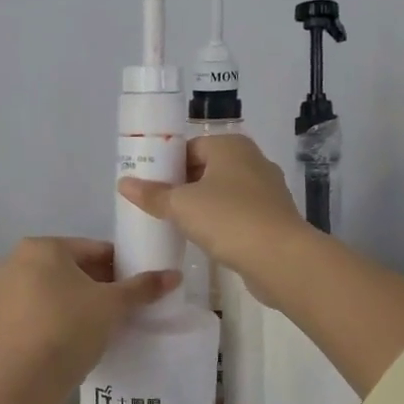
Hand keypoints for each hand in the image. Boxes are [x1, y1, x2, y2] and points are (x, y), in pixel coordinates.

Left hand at [0, 237, 177, 398]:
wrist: (30, 378)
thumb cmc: (72, 327)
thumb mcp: (112, 305)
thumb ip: (142, 287)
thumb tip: (175, 275)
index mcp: (42, 247)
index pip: (93, 249)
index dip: (120, 266)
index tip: (138, 284)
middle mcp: (17, 259)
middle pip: (72, 266)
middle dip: (99, 282)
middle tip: (125, 303)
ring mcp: (5, 288)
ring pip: (55, 286)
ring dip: (80, 297)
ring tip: (106, 319)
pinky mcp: (2, 316)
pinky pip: (40, 304)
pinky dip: (60, 311)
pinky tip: (80, 330)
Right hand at [117, 135, 307, 306]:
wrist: (280, 257)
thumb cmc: (227, 219)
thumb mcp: (181, 205)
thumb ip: (152, 194)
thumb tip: (123, 183)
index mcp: (231, 146)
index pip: (191, 147)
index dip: (167, 165)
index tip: (149, 186)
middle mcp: (252, 161)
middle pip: (207, 169)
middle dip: (183, 186)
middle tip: (157, 207)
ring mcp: (267, 190)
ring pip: (224, 193)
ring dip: (202, 206)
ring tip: (176, 225)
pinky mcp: (273, 218)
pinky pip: (238, 214)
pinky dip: (221, 223)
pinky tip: (205, 240)